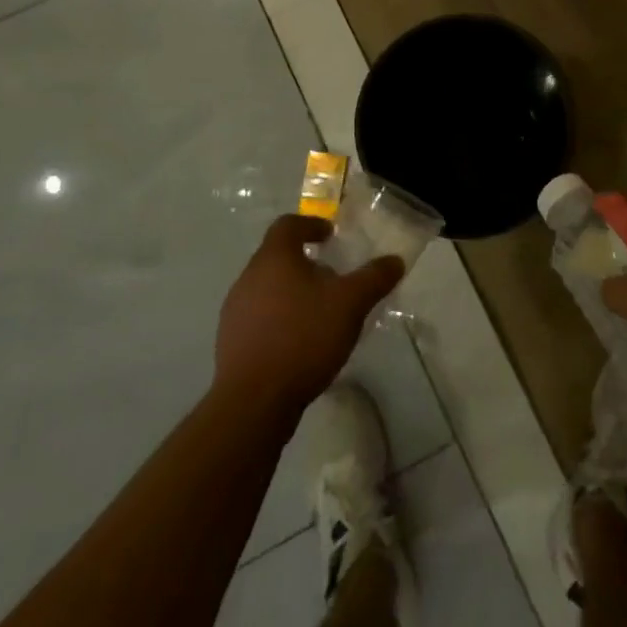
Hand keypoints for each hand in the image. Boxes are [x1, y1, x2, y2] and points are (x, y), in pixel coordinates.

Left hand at [215, 214, 403, 418]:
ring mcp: (234, 312)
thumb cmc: (303, 337)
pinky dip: (279, 319)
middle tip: (332, 277)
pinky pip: (259, 318)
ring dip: (292, 292)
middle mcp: (248, 278)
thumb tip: (395, 260)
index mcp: (274, 258)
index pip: (288, 225)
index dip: (311, 225)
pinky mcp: (230, 343)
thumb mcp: (351, 304)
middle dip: (305, 263)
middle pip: (277, 257)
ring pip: (267, 289)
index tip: (330, 235)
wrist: (253, 402)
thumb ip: (374, 278)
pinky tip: (300, 342)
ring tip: (319, 312)